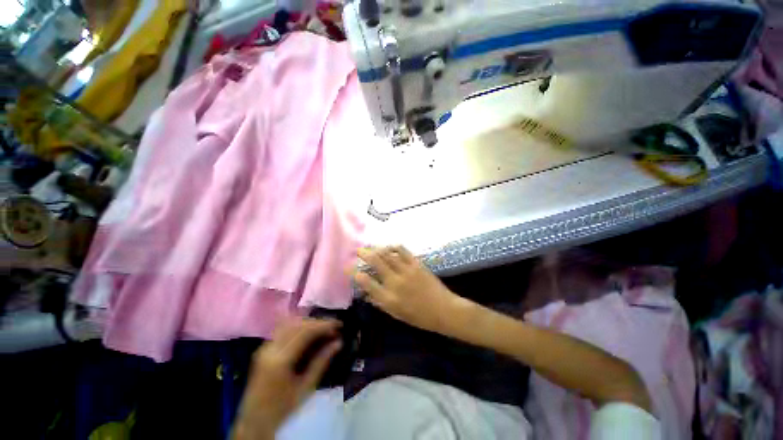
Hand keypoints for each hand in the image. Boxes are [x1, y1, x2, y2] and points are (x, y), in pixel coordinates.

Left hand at [232, 318, 341, 439]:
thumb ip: (322, 362)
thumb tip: (339, 342)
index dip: (324, 325)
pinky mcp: (263, 348)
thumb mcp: (306, 388)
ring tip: (323, 329)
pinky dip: (298, 327)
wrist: (253, 421)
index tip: (339, 324)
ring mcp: (264, 347)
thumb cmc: (282, 408)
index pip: (305, 332)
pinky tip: (308, 333)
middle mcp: (270, 348)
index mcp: (280, 360)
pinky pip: (283, 330)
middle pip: (298, 324)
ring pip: (290, 324)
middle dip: (318, 322)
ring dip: (308, 323)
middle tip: (333, 327)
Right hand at [353, 246, 462, 332]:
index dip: (355, 274)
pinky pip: (402, 251)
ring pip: (388, 254)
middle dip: (364, 254)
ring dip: (377, 248)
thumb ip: (380, 302)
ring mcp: (406, 271)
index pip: (367, 283)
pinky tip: (389, 247)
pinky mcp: (416, 264)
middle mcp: (395, 282)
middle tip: (358, 250)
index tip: (348, 268)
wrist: (443, 310)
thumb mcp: (396, 314)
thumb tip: (366, 293)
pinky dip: (393, 247)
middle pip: (376, 262)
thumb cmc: (419, 317)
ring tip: (371, 247)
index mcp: (389, 298)